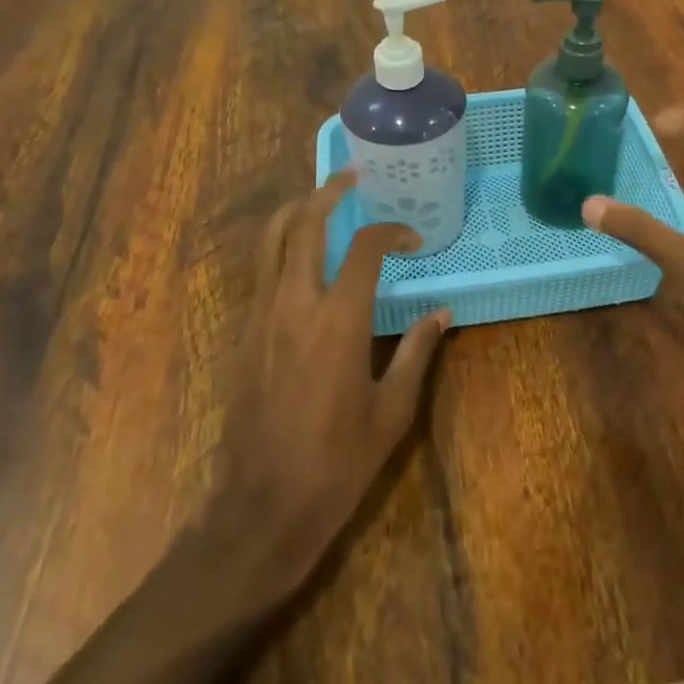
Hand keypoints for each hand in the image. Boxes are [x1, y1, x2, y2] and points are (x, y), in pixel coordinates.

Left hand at [212, 171, 449, 587]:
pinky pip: (260, 271)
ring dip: (296, 211)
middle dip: (327, 192)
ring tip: (320, 200)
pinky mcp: (242, 333)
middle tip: (350, 177)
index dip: (390, 231)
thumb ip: (417, 353)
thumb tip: (441, 314)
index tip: (411, 239)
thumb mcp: (392, 411)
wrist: (262, 506)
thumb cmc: (337, 462)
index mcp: (338, 321)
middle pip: (304, 224)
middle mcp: (294, 304)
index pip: (364, 248)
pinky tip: (300, 256)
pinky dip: (280, 246)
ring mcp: (260, 315)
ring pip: (270, 240)